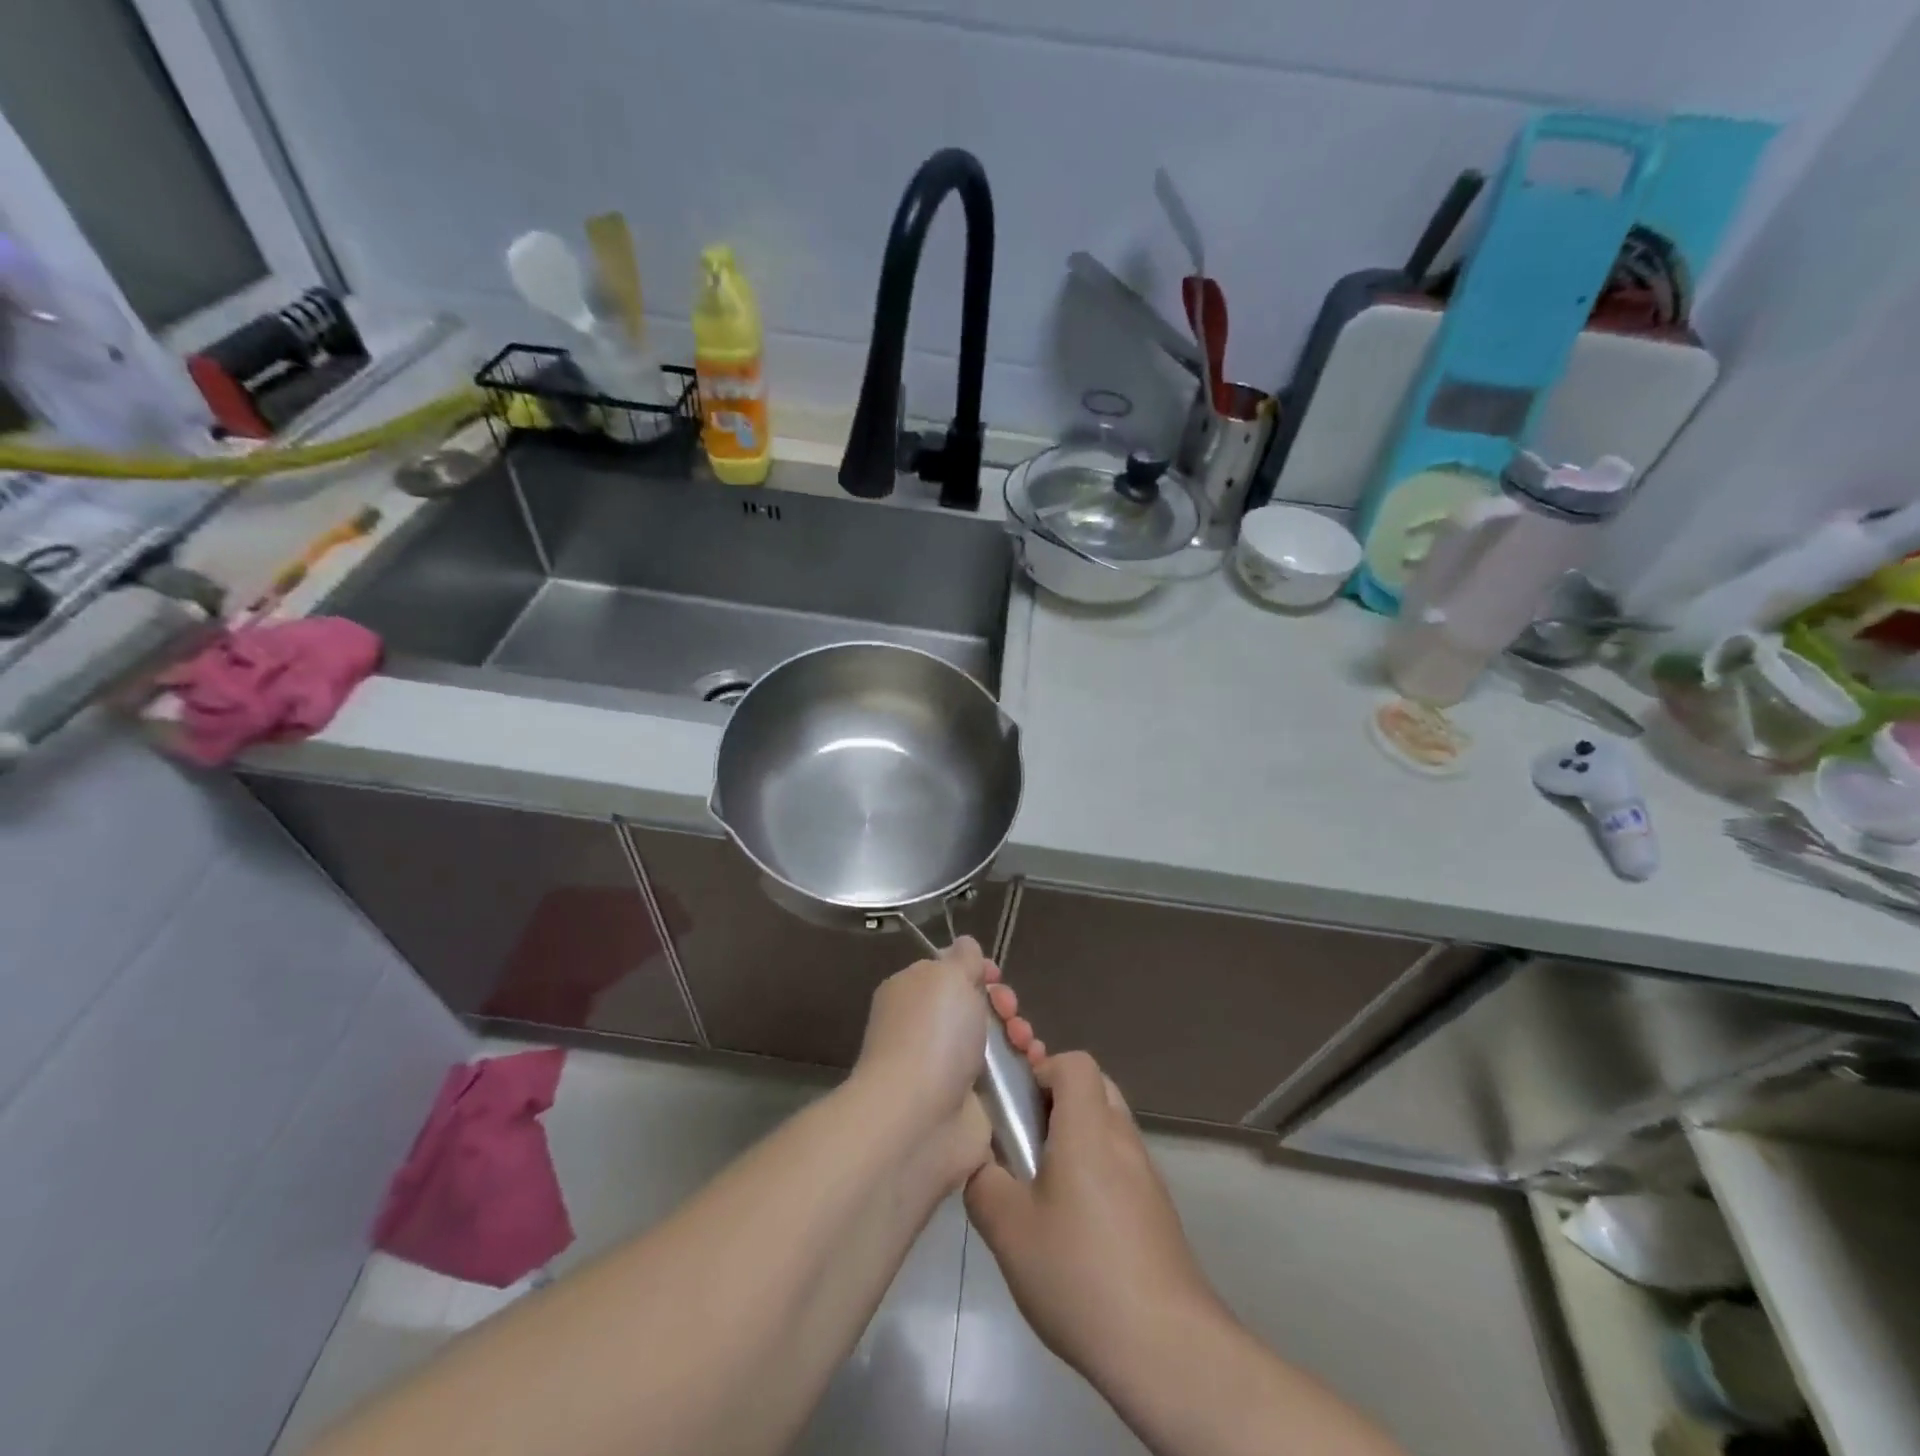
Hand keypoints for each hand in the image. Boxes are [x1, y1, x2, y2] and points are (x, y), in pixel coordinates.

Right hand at [964, 1052, 1219, 1390]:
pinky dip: (1096, 1172)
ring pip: (1108, 1128)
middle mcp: (1123, 1138)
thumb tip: (979, 1162)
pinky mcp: (1158, 1209)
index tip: (1017, 1108)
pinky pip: (1121, 1165)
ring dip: (1076, 1139)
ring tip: (1044, 1188)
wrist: (1166, 1347)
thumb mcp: (1008, 1229)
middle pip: (1094, 1088)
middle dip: (1056, 1102)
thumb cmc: (1080, 1273)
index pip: (1074, 1063)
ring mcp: (1146, 1174)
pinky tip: (1075, 1227)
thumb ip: (982, 1182)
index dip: (1042, 1070)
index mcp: (1088, 1127)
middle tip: (1026, 1142)